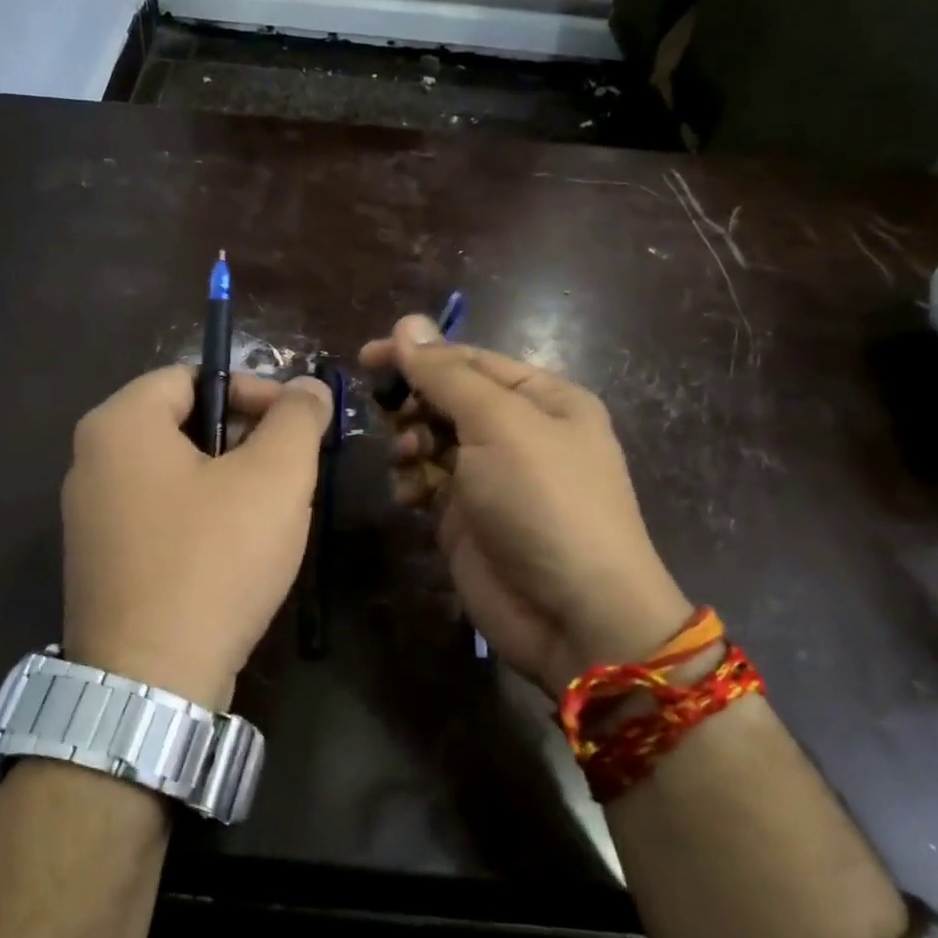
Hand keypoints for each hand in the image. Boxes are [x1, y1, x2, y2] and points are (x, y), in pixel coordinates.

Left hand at [61, 366, 333, 709]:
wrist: (152, 683)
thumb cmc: (214, 560)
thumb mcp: (274, 478)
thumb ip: (297, 420)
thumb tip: (308, 387)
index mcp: (119, 424)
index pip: (192, 376)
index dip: (252, 390)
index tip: (296, 424)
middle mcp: (90, 462)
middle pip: (181, 424)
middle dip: (245, 439)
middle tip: (291, 472)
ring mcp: (89, 517)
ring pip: (174, 475)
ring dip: (228, 483)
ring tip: (272, 514)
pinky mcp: (101, 563)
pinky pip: (159, 518)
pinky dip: (201, 520)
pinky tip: (235, 554)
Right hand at [361, 314, 693, 697]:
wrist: (572, 614)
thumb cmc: (544, 502)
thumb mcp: (499, 425)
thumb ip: (447, 375)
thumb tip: (406, 324)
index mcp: (542, 399)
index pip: (470, 360)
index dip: (418, 355)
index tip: (366, 359)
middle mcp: (519, 432)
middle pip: (447, 399)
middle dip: (414, 403)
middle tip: (387, 415)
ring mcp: (491, 477)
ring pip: (431, 440)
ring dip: (409, 443)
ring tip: (408, 459)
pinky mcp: (467, 518)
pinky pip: (428, 483)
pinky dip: (412, 484)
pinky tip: (410, 497)